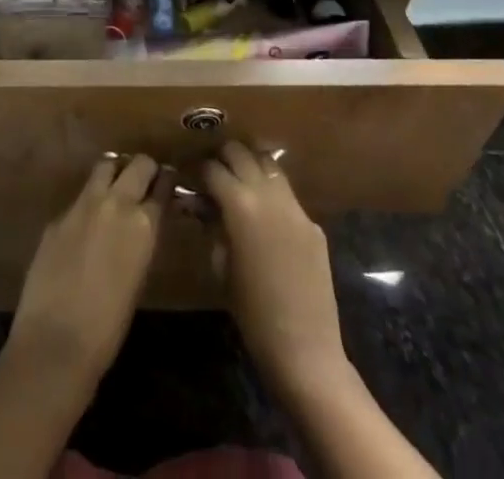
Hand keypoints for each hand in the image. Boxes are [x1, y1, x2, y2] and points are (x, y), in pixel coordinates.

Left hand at [8, 155, 165, 389]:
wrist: (57, 340)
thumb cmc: (109, 327)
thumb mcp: (139, 278)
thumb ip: (141, 241)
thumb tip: (142, 225)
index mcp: (143, 225)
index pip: (162, 186)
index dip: (166, 182)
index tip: (169, 181)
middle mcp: (115, 203)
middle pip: (137, 165)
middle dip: (145, 168)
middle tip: (147, 179)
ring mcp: (83, 204)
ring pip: (105, 167)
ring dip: (115, 172)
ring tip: (117, 186)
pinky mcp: (58, 215)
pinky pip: (80, 197)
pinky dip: (90, 201)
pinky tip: (88, 222)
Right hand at [203, 142, 347, 399]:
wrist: (304, 349)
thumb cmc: (251, 312)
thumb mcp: (220, 266)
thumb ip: (211, 226)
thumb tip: (201, 205)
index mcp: (240, 205)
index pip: (213, 169)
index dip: (198, 169)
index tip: (190, 174)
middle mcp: (268, 195)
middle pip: (242, 154)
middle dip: (224, 157)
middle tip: (213, 170)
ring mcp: (295, 208)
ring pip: (269, 166)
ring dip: (251, 166)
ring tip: (239, 180)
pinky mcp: (313, 225)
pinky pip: (288, 197)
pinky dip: (272, 195)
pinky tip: (266, 215)